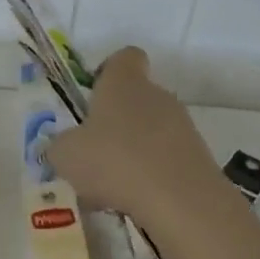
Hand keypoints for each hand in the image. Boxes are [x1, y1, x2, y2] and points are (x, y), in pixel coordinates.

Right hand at [45, 47, 228, 232]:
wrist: (180, 201)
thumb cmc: (114, 161)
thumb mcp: (65, 154)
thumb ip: (60, 145)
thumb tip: (65, 147)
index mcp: (124, 82)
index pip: (125, 57)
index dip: (109, 70)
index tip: (93, 95)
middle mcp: (157, 95)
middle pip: (137, 98)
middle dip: (116, 122)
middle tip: (93, 151)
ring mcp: (183, 126)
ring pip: (152, 131)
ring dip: (133, 151)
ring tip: (111, 186)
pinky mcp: (199, 158)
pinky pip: (167, 159)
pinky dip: (151, 176)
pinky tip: (134, 201)